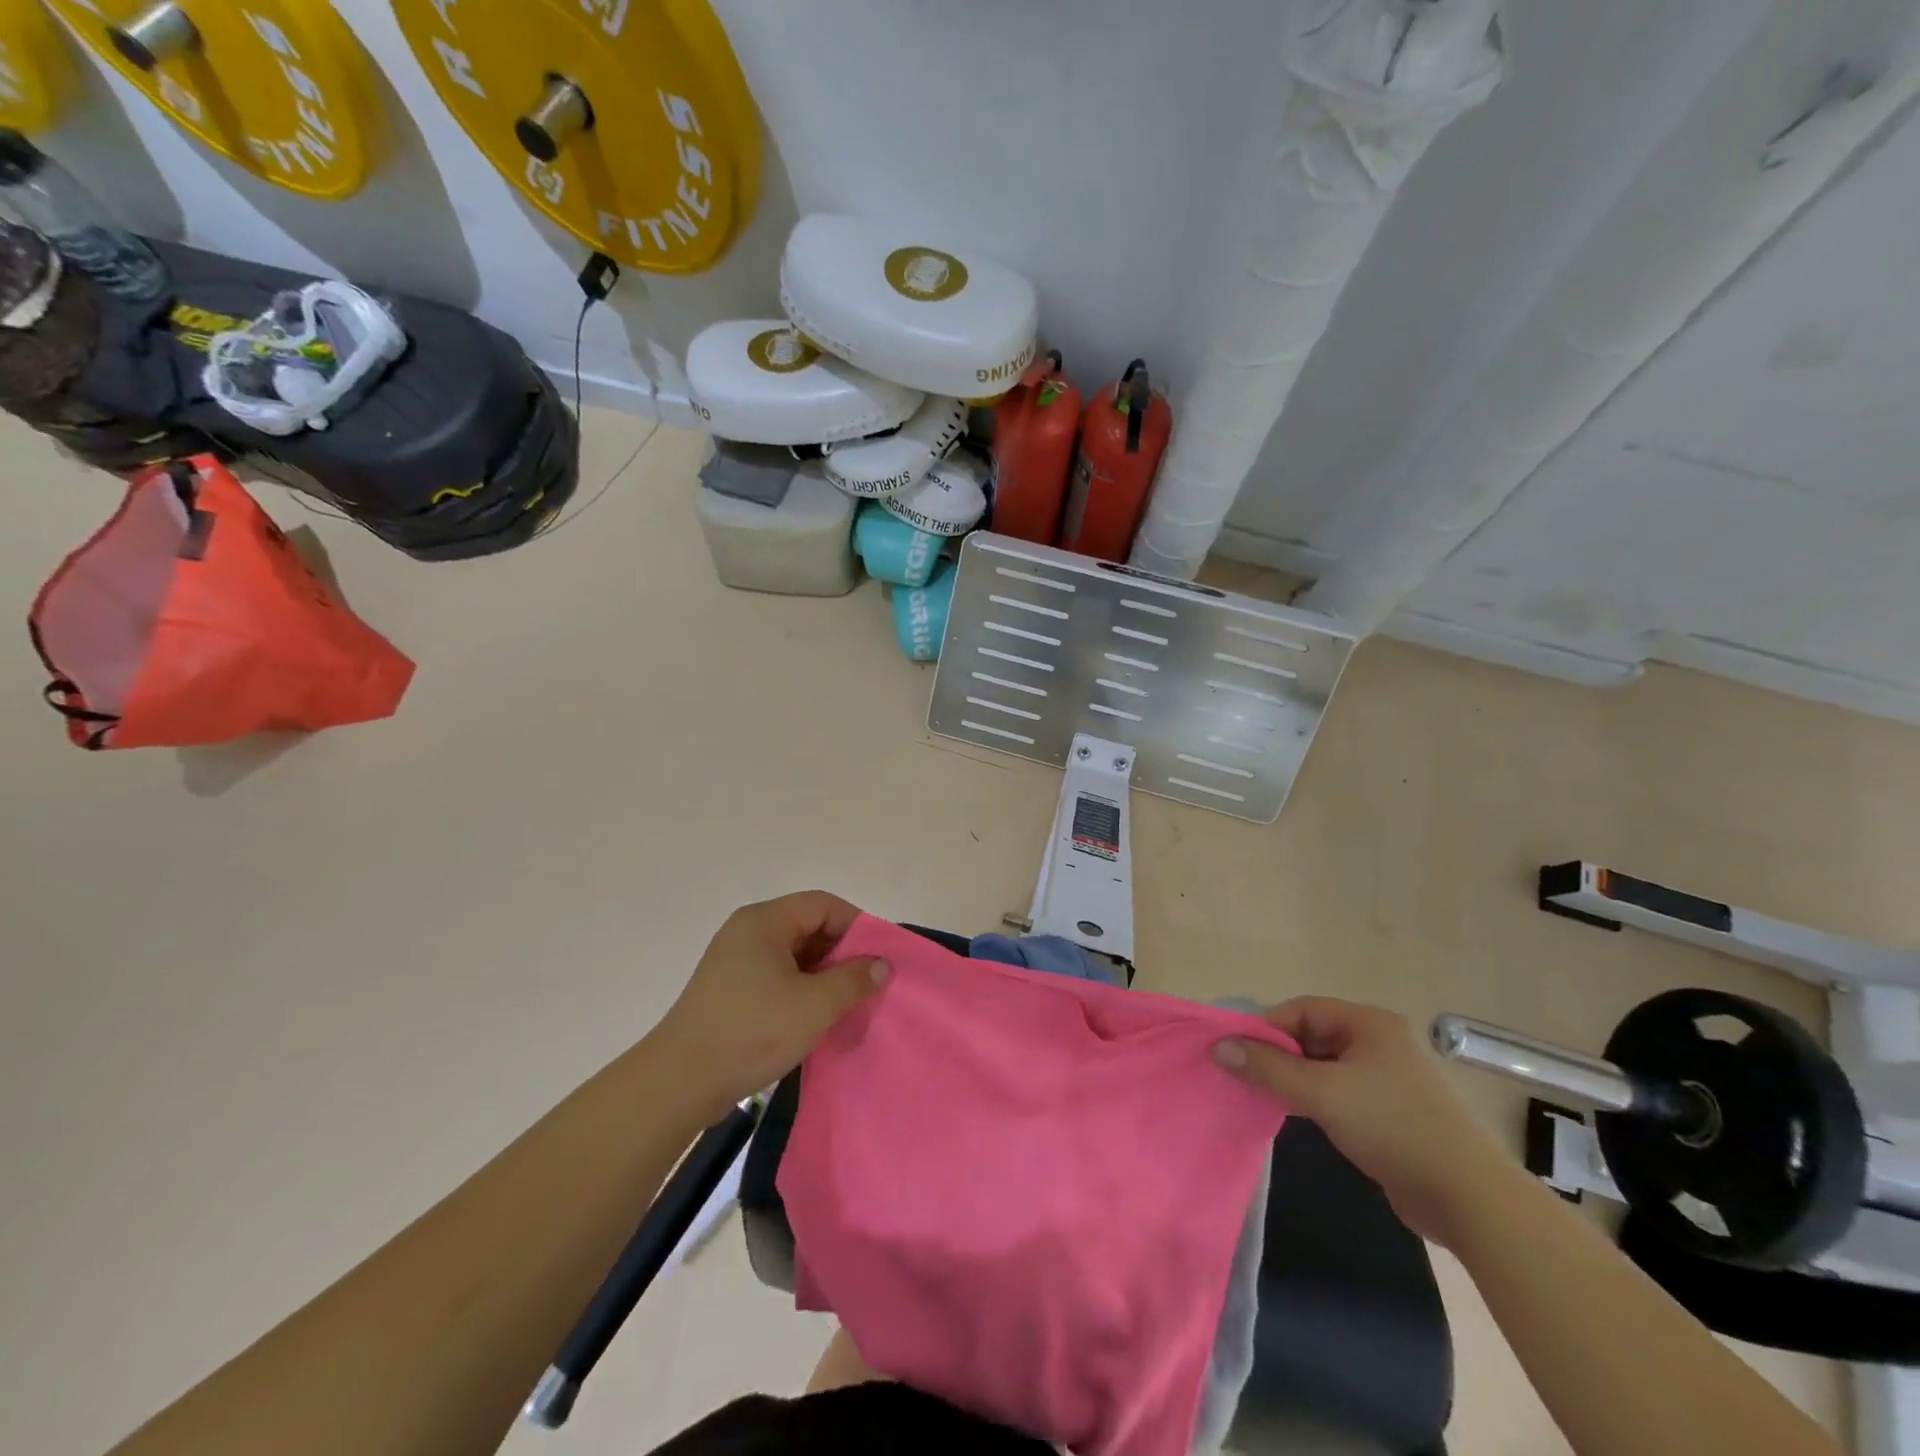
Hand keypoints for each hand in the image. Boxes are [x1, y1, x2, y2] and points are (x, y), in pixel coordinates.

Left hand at [650, 891, 888, 1116]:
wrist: (679, 1083)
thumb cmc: (751, 1032)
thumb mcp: (814, 1005)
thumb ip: (854, 979)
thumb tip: (882, 964)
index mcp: (764, 921)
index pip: (823, 904)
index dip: (857, 925)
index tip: (879, 957)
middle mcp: (748, 931)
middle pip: (808, 926)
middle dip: (841, 953)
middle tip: (867, 983)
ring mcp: (736, 961)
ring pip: (794, 954)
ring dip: (823, 975)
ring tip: (847, 1004)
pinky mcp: (730, 989)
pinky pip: (777, 976)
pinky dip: (802, 990)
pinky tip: (816, 1017)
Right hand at [1213, 997, 1519, 1247]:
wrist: (1468, 1198)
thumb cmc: (1393, 1127)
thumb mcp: (1322, 1093)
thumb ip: (1267, 1067)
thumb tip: (1218, 1047)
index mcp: (1369, 1023)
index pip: (1302, 1010)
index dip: (1267, 1028)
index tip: (1238, 1053)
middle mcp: (1379, 1041)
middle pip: (1311, 1036)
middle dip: (1278, 1055)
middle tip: (1247, 1077)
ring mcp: (1387, 1077)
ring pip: (1323, 1066)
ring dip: (1294, 1079)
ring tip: (1265, 1098)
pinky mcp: (1390, 1110)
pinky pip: (1339, 1091)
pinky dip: (1314, 1099)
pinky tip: (1297, 1116)